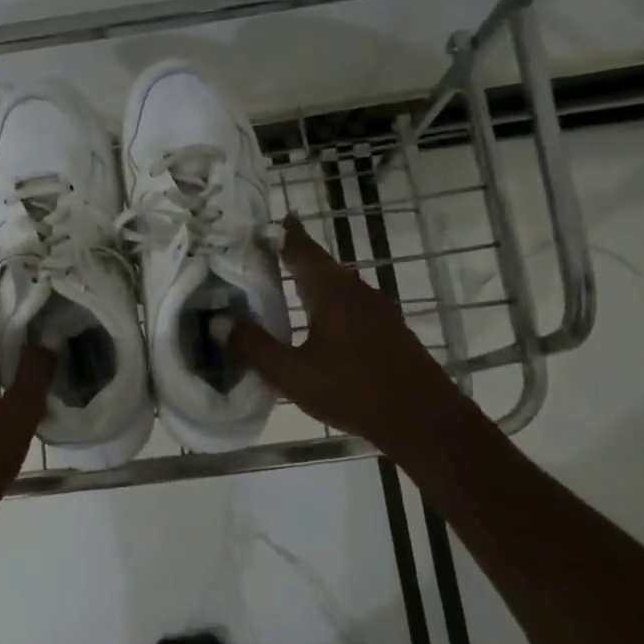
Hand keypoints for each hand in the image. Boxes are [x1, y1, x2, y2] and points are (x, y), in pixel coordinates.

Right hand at [225, 217, 465, 452]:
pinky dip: (325, 300)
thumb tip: (218, 321)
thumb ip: (254, 347)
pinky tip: (315, 320)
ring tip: (280, 283)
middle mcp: (355, 290)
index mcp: (331, 292)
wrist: (425, 420)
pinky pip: (348, 301)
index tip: (256, 222)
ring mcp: (376, 308)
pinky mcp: (386, 328)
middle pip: (318, 263)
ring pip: (335, 283)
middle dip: (289, 255)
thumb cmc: (354, 392)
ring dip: (308, 279)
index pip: (300, 248)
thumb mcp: (293, 374)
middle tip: (258, 254)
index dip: (278, 233)